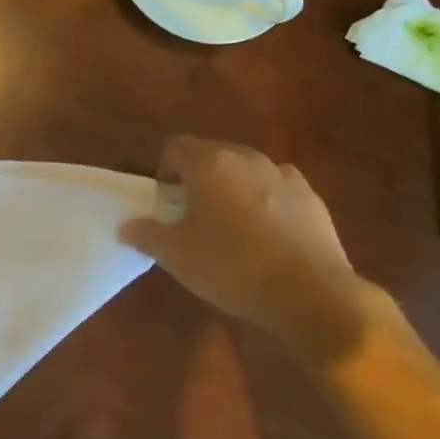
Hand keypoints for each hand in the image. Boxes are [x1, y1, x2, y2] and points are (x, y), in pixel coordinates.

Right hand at [120, 136, 368, 364]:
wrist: (308, 292)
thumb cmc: (230, 266)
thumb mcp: (175, 255)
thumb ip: (146, 234)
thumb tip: (127, 226)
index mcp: (210, 165)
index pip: (176, 147)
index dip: (164, 169)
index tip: (164, 200)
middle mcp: (248, 159)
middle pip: (213, 155)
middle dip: (198, 178)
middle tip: (191, 215)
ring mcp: (285, 177)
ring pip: (248, 171)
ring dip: (233, 188)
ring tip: (230, 225)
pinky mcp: (312, 199)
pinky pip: (278, 190)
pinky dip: (266, 202)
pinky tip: (265, 235)